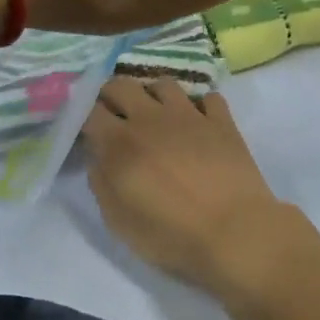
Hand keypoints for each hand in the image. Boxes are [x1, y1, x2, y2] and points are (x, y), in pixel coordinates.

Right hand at [81, 78, 297, 291]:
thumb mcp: (119, 222)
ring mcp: (190, 116)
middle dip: (112, 95)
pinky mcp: (222, 122)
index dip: (84, 116)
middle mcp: (151, 118)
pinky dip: (200, 107)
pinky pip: (208, 98)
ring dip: (154, 95)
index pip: (90, 110)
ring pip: (165, 84)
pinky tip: (199, 124)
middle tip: (116, 116)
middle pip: (122, 85)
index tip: (88, 130)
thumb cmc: (171, 235)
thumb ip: (101, 184)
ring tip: (157, 116)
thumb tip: (98, 158)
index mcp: (120, 143)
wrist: (234, 232)